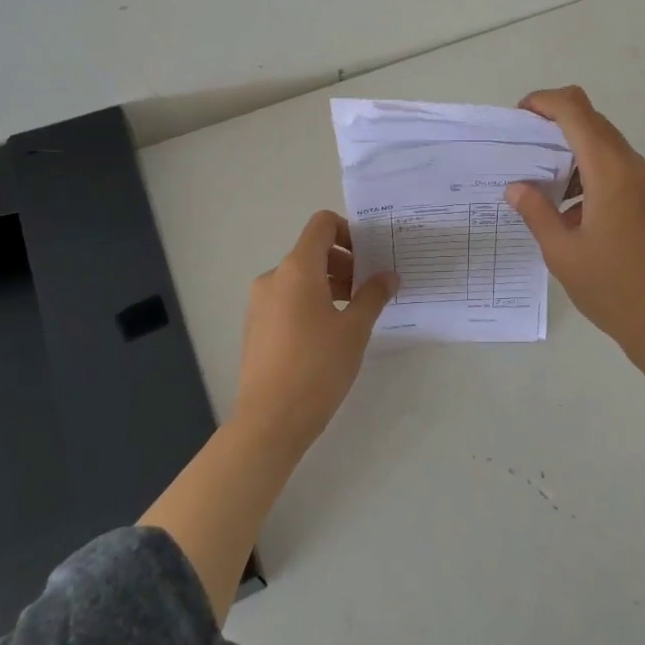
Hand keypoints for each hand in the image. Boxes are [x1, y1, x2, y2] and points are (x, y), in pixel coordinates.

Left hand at [234, 210, 396, 456]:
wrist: (270, 419)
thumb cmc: (318, 367)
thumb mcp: (355, 329)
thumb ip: (373, 295)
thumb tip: (388, 275)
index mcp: (297, 269)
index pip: (322, 225)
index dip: (349, 231)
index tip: (370, 256)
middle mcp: (274, 277)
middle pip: (313, 251)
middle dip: (345, 263)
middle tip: (370, 290)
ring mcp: (260, 302)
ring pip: (300, 277)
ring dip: (330, 284)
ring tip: (354, 314)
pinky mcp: (256, 326)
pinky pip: (288, 299)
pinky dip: (311, 302)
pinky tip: (329, 334)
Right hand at [504, 86, 644, 367]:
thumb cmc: (614, 291)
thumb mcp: (563, 254)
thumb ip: (537, 213)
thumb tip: (517, 187)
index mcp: (612, 174)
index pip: (577, 112)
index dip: (546, 102)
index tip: (520, 115)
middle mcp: (638, 170)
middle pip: (596, 125)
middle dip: (558, 127)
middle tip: (527, 152)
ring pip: (611, 150)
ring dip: (578, 156)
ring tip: (549, 191)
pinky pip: (626, 174)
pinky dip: (598, 176)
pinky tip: (579, 214)